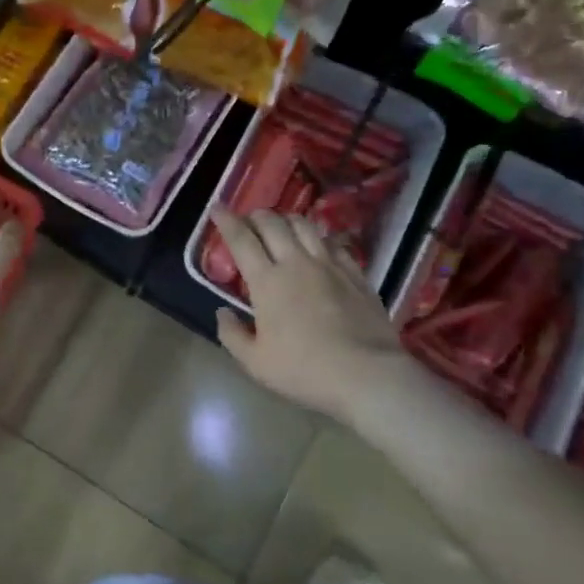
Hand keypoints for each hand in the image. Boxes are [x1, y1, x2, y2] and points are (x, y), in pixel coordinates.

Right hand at [210, 206, 412, 418]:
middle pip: (273, 223)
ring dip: (287, 219)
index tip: (217, 209)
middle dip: (256, 215)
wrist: (366, 374)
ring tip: (281, 227)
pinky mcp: (355, 272)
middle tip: (248, 220)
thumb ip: (232, 334)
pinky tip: (318, 245)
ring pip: (304, 225)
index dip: (227, 221)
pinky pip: (333, 242)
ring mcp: (330, 264)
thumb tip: (222, 312)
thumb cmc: (304, 370)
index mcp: (267, 281)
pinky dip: (318, 237)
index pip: (241, 239)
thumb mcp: (255, 363)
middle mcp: (296, 262)